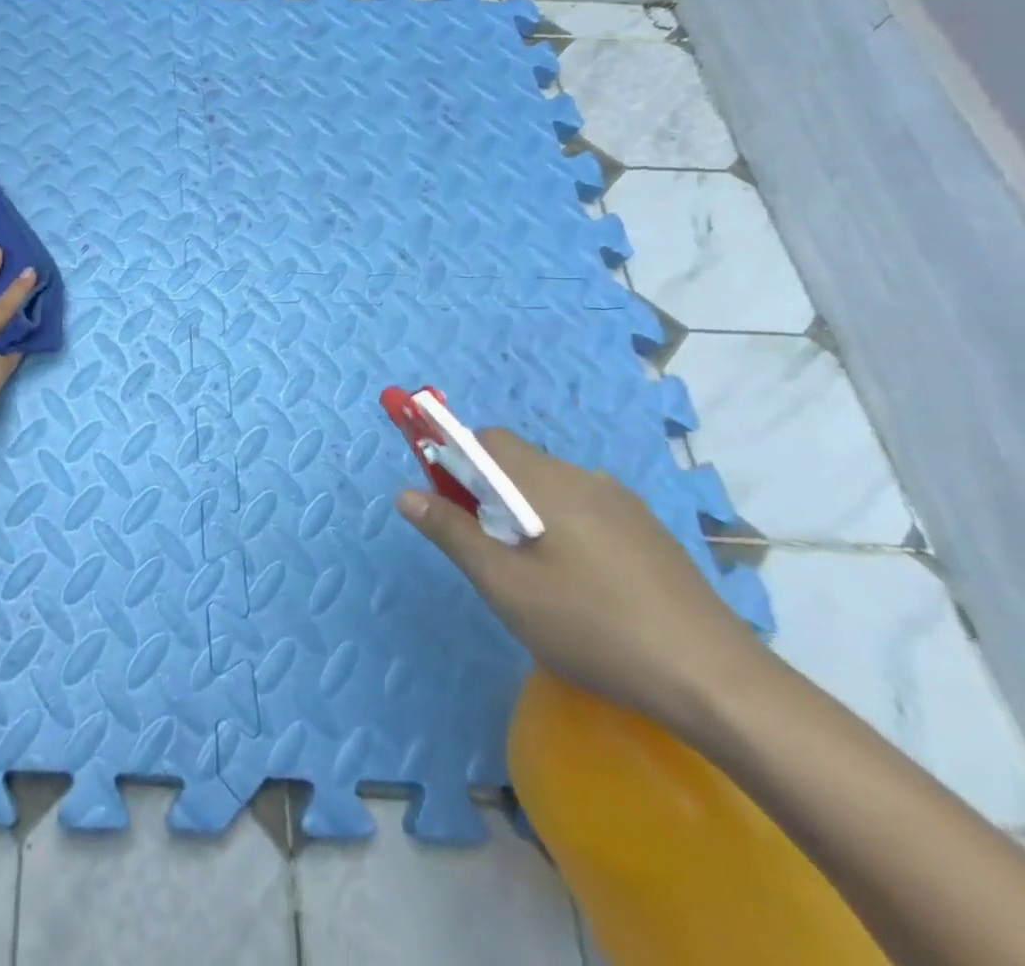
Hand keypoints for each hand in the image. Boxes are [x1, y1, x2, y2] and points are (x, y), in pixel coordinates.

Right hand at [397, 428, 773, 733]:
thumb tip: (405, 493)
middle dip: (488, 492)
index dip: (456, 461)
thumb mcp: (505, 585)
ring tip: (531, 574)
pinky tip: (578, 585)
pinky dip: (562, 529)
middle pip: (519, 463)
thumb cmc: (594, 627)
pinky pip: (586, 511)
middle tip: (487, 549)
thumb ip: (451, 532)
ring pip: (553, 488)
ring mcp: (626, 507)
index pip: (487, 440)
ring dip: (525, 512)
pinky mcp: (652, 536)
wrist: (719, 685)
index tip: (448, 505)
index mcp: (548, 482)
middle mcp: (587, 479)